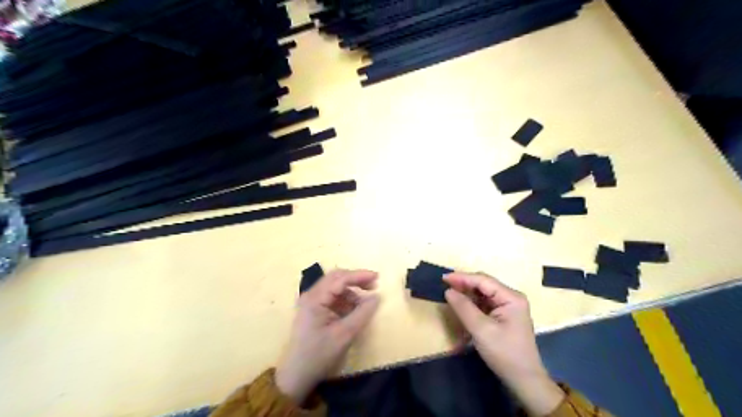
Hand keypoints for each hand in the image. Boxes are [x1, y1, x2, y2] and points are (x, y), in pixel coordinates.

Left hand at [275, 270, 378, 403]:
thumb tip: (377, 297)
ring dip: (351, 291)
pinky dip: (345, 300)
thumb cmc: (319, 355)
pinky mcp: (313, 310)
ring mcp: (311, 302)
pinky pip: (332, 297)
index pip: (340, 278)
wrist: (296, 376)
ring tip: (365, 303)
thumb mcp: (345, 335)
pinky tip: (354, 310)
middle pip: (336, 278)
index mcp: (315, 299)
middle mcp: (311, 295)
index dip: (360, 275)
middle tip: (374, 286)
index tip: (378, 277)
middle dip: (356, 280)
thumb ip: (362, 313)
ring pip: (335, 287)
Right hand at [439, 274, 562, 416]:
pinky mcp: (504, 315)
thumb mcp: (481, 330)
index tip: (443, 278)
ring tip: (450, 293)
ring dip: (467, 293)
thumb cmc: (504, 353)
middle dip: (464, 284)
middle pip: (484, 284)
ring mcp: (509, 306)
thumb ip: (464, 308)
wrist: (523, 380)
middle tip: (444, 285)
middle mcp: (511, 297)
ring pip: (483, 293)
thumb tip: (448, 290)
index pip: (483, 280)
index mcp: (511, 297)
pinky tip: (461, 304)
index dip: (462, 277)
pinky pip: (485, 303)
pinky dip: (472, 303)